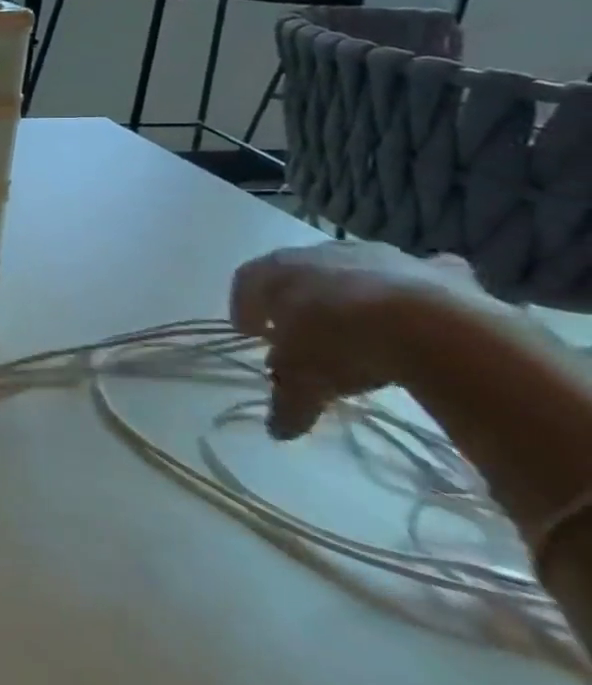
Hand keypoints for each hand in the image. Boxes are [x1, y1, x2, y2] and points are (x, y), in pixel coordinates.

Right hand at [230, 241, 490, 439]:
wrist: (432, 329)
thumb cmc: (340, 344)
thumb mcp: (304, 382)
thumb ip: (289, 401)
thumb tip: (278, 430)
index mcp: (277, 271)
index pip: (246, 281)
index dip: (245, 307)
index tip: (249, 333)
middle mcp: (323, 254)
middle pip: (302, 272)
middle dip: (300, 299)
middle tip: (306, 331)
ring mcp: (384, 257)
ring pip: (360, 270)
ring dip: (358, 293)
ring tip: (367, 327)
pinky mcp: (440, 271)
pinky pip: (426, 275)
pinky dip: (425, 292)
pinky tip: (429, 316)